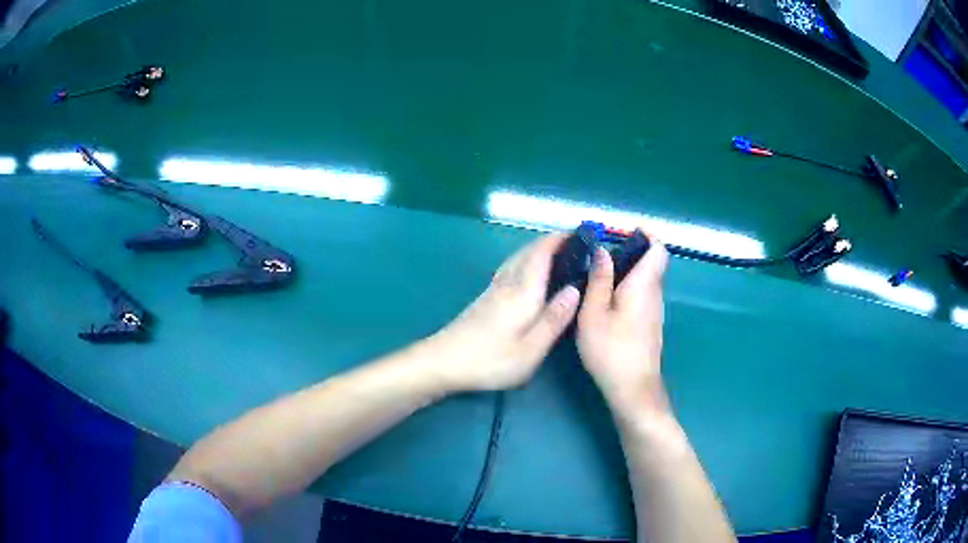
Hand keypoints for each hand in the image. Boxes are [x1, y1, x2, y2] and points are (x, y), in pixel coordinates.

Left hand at [431, 233, 580, 391]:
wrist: (442, 362)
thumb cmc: (489, 360)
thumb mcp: (530, 349)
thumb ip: (554, 319)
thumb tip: (575, 289)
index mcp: (522, 293)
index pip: (541, 255)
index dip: (558, 240)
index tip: (578, 232)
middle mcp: (507, 284)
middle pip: (528, 252)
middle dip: (549, 242)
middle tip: (573, 243)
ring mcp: (492, 290)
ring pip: (517, 259)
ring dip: (536, 250)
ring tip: (555, 253)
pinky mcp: (484, 299)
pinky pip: (510, 269)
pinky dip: (525, 261)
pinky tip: (527, 272)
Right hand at [576, 236, 669, 415]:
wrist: (633, 389)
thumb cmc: (611, 350)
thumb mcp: (594, 314)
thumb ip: (599, 280)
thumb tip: (603, 251)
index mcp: (644, 285)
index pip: (658, 248)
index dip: (646, 234)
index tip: (622, 231)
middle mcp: (655, 293)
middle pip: (651, 262)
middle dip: (629, 250)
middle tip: (599, 253)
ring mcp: (655, 310)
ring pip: (646, 279)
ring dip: (627, 270)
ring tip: (597, 273)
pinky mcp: (650, 324)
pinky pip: (642, 294)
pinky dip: (627, 287)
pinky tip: (605, 299)